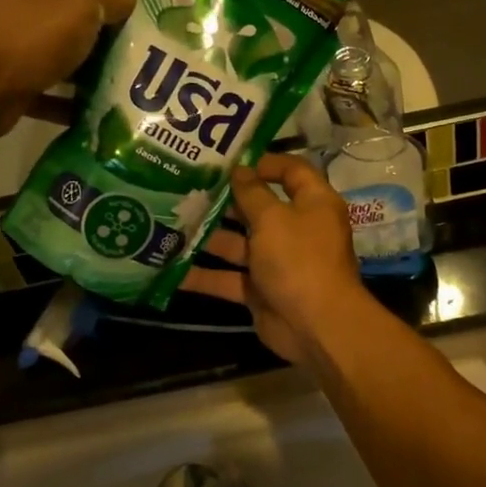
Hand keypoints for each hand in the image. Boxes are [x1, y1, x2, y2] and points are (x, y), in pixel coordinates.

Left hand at [0, 0, 134, 136]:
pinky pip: (48, 85)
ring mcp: (12, 38)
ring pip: (60, 45)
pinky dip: (69, 99)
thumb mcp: (80, 11)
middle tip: (135, 39)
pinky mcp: (9, 77)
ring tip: (123, 77)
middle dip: (103, 19)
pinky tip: (96, 110)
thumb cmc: (28, 35)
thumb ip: (109, 0)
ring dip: (90, 62)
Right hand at [183, 154, 375, 366]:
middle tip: (186, 188)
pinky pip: (230, 278)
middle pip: (259, 208)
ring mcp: (278, 261)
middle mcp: (297, 229)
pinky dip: (204, 275)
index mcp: (313, 204)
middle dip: (225, 201)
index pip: (292, 172)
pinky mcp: (261, 289)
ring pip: (239, 244)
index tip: (229, 161)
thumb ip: (252, 193)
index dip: (264, 163)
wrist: (316, 325)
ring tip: (169, 222)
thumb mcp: (273, 218)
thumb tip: (240, 170)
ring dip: (208, 237)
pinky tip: (170, 268)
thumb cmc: (299, 259)